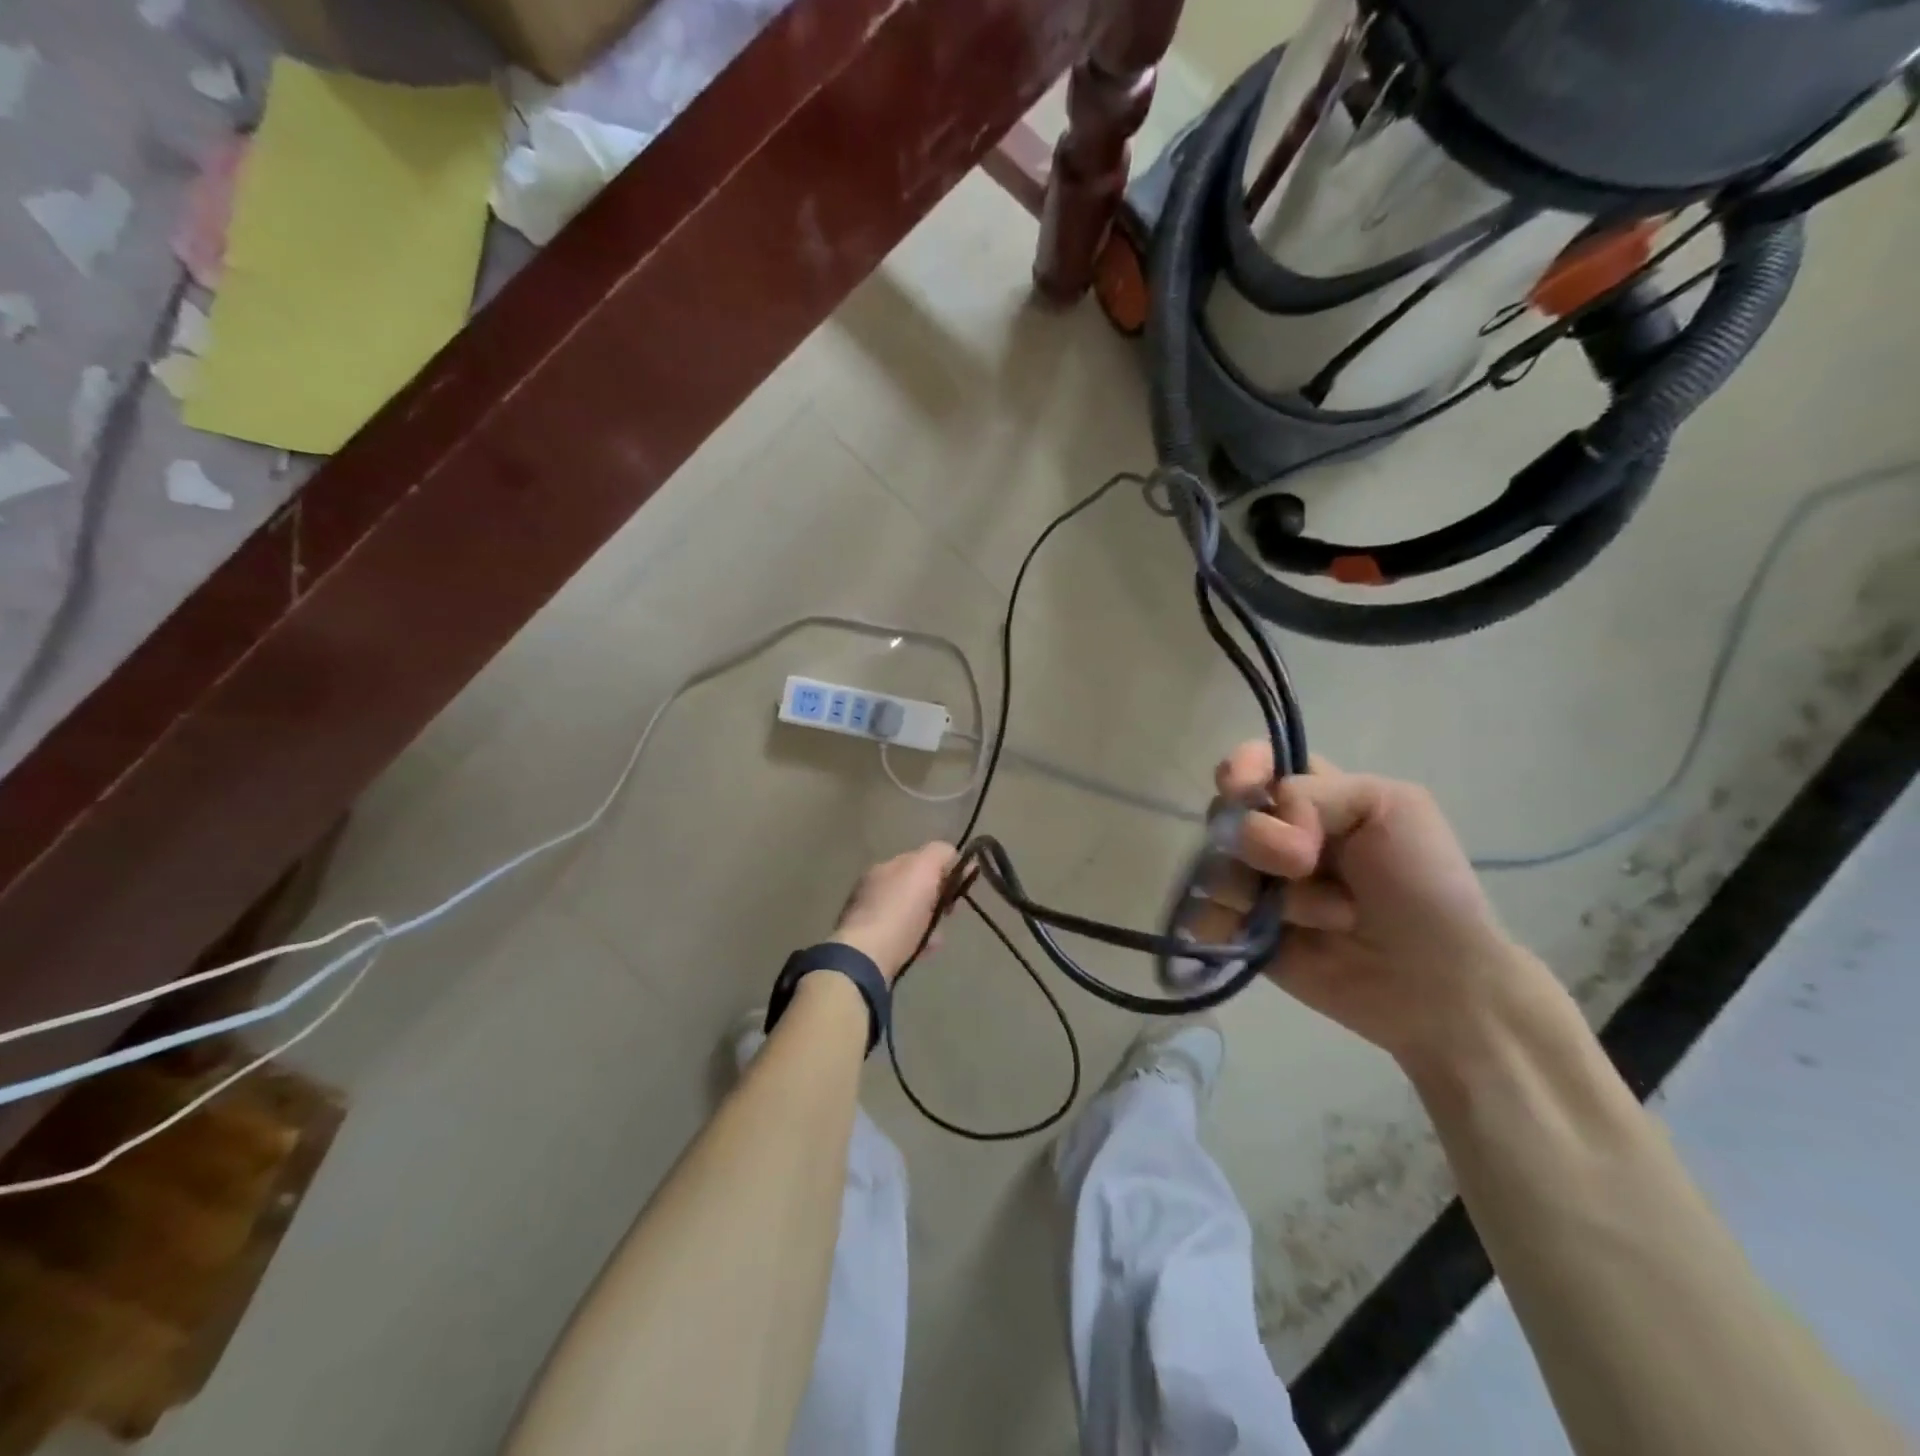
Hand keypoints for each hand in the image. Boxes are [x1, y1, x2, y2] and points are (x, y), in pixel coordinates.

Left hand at [829, 842, 959, 983]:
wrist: (867, 957)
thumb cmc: (898, 911)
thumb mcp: (923, 870)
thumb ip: (940, 854)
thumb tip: (953, 856)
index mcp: (885, 867)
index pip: (920, 859)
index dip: (944, 869)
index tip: (960, 886)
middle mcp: (874, 887)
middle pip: (915, 887)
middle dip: (936, 897)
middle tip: (950, 912)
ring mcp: (870, 917)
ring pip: (910, 914)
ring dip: (928, 921)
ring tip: (938, 935)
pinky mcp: (871, 945)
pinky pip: (902, 937)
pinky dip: (917, 940)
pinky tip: (925, 950)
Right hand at [1195, 743, 1549, 1064]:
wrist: (1437, 983)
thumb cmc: (1425, 886)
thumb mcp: (1390, 807)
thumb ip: (1314, 792)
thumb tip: (1258, 833)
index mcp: (1309, 797)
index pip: (1251, 764)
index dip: (1239, 770)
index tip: (1245, 790)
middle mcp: (1272, 835)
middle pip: (1223, 815)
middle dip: (1258, 841)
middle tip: (1303, 867)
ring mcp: (1253, 884)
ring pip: (1211, 866)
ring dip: (1258, 893)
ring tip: (1315, 920)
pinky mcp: (1240, 930)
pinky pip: (1200, 914)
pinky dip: (1219, 924)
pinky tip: (1251, 936)